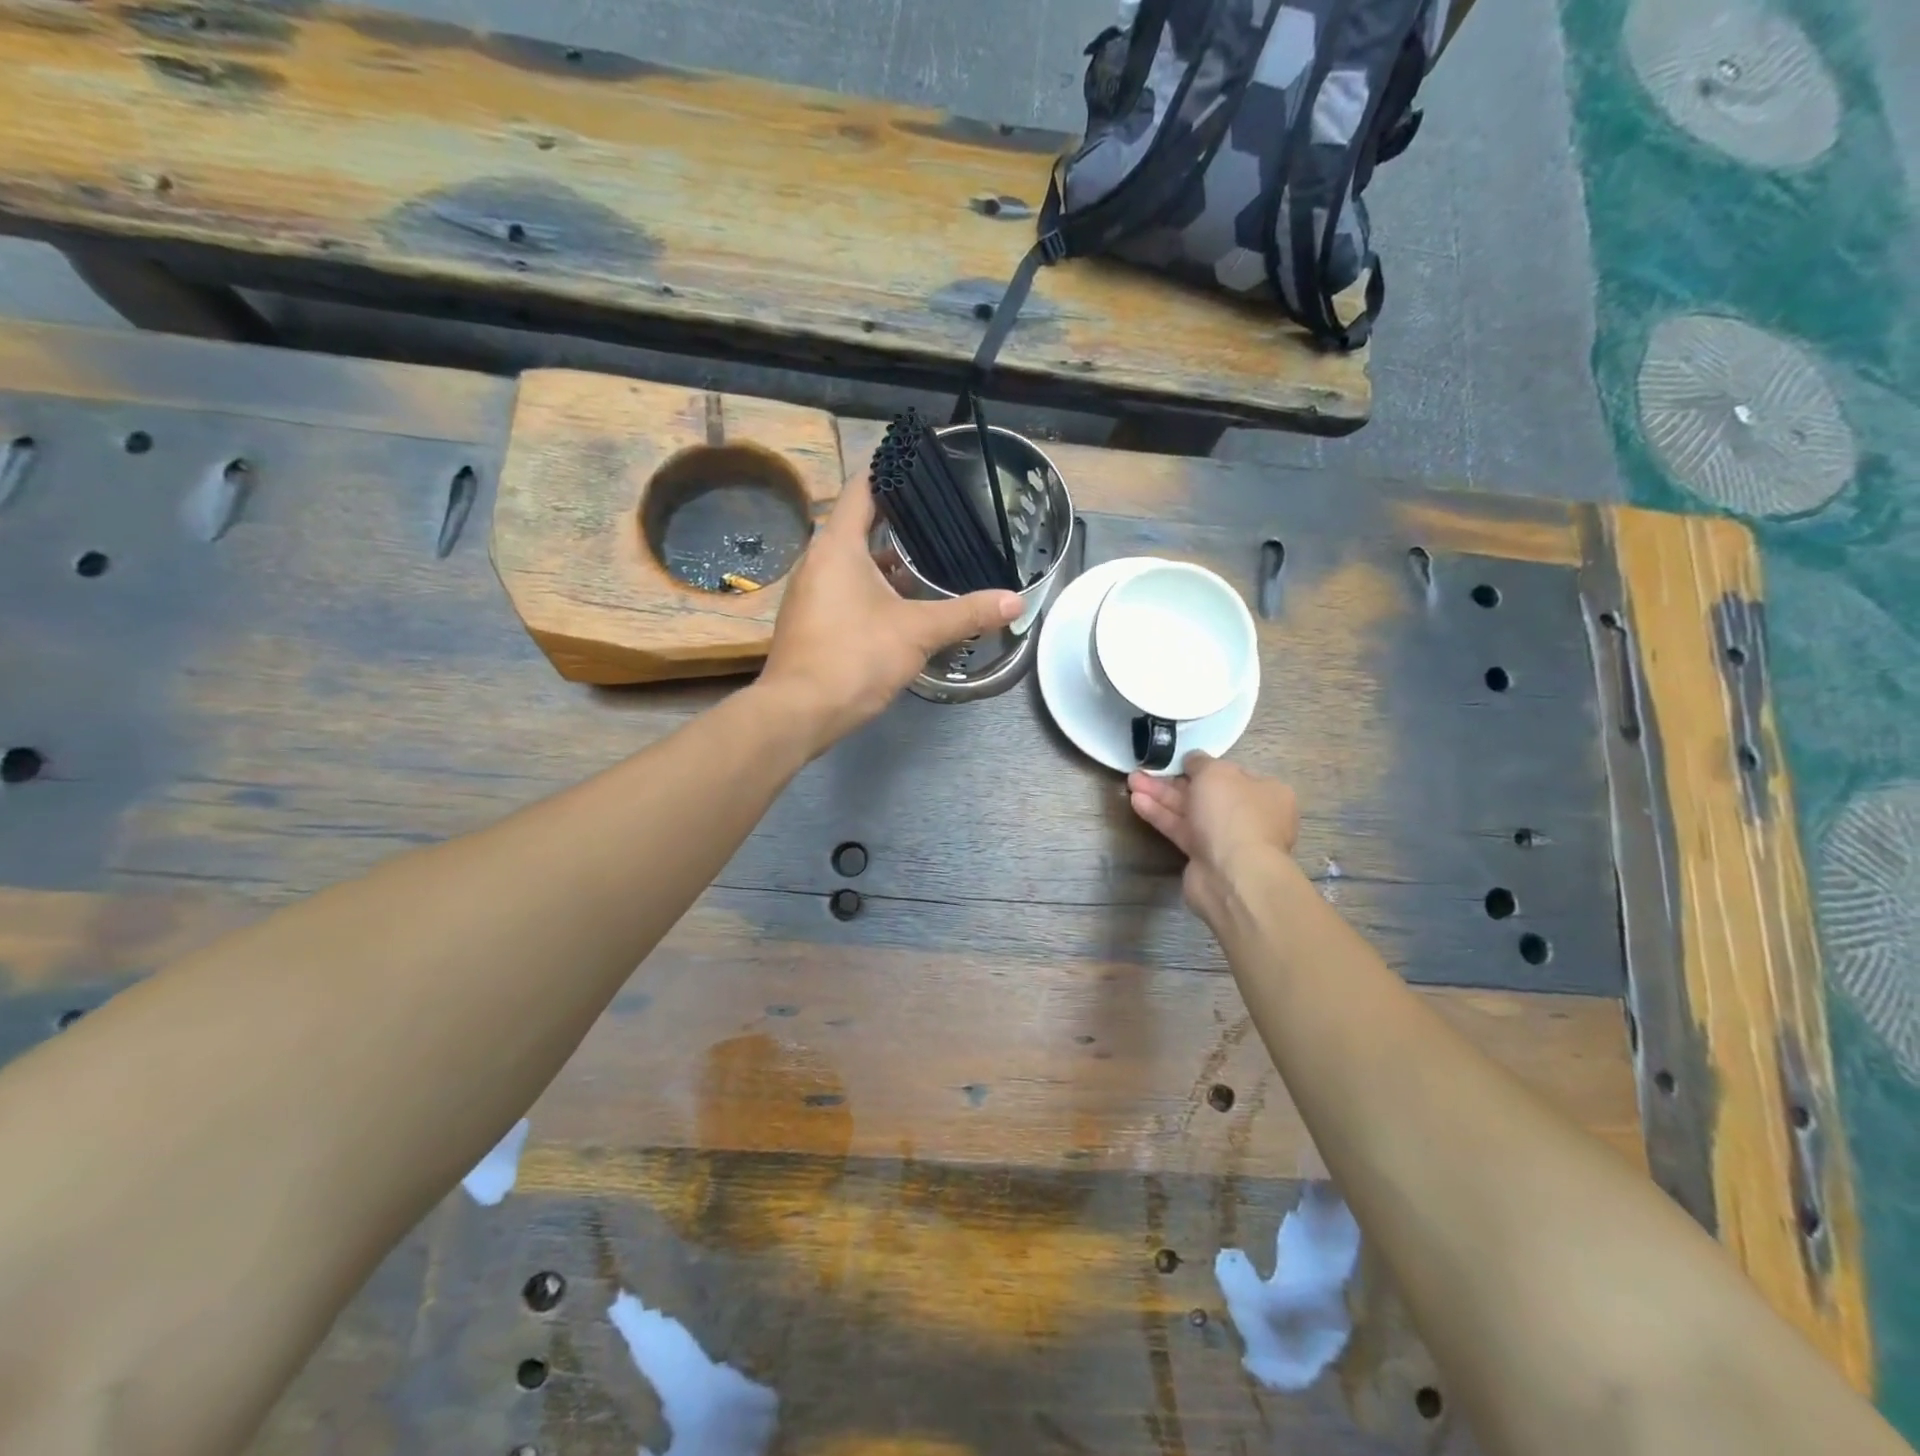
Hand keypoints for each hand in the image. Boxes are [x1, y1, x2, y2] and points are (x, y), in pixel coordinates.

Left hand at [758, 471, 1020, 752]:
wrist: (800, 712)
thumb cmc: (855, 658)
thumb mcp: (919, 632)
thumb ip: (967, 613)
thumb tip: (1016, 602)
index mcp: (837, 546)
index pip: (862, 489)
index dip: (890, 472)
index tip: (919, 465)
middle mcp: (816, 561)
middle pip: (857, 525)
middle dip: (897, 522)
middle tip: (939, 518)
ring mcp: (808, 593)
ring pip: (850, 562)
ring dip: (885, 561)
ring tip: (927, 562)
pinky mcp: (809, 621)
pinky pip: (842, 590)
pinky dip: (871, 588)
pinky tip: (900, 606)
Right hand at [1128, 754, 1299, 929]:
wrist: (1232, 874)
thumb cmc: (1232, 813)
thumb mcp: (1216, 773)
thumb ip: (1200, 762)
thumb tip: (1193, 760)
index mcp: (1266, 792)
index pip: (1232, 774)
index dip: (1203, 766)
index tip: (1178, 761)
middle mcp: (1249, 815)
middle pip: (1206, 793)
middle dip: (1173, 781)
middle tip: (1146, 770)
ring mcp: (1227, 838)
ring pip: (1190, 812)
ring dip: (1161, 796)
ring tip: (1132, 781)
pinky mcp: (1204, 857)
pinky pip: (1181, 830)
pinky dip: (1161, 816)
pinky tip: (1137, 802)